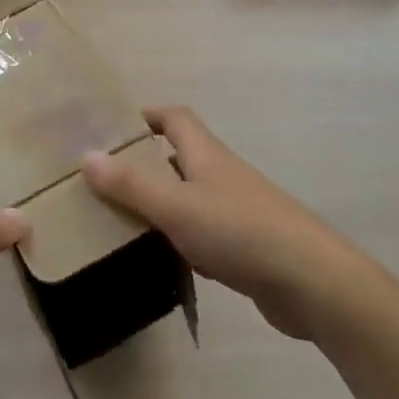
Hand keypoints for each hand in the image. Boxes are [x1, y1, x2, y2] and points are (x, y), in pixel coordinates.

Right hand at [82, 106, 364, 339]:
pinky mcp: (245, 246)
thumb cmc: (240, 232)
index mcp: (206, 154)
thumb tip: (86, 155)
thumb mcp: (176, 206)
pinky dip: (178, 237)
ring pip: (188, 196)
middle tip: (103, 180)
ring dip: (159, 202)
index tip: (111, 128)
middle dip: (143, 163)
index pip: (175, 117)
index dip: (145, 115)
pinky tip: (160, 257)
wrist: (312, 282)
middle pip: (178, 156)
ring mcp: (237, 211)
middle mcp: (221, 175)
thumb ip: (131, 184)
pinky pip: (202, 232)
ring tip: (119, 219)